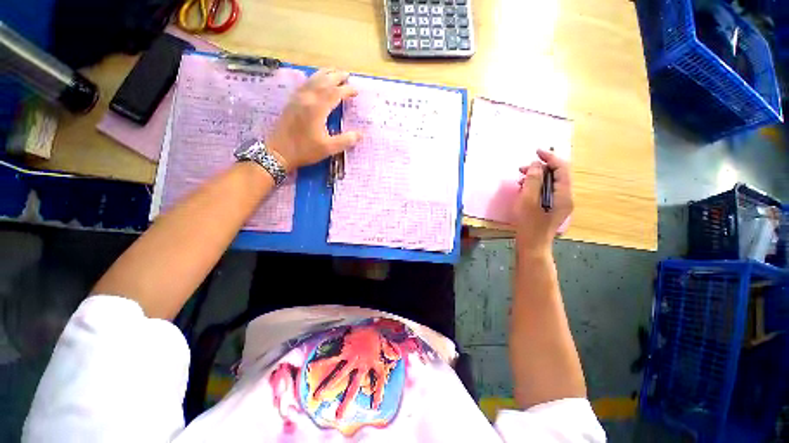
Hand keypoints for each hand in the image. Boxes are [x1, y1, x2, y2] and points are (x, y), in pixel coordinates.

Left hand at [266, 69, 362, 172]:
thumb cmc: (305, 150)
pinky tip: (315, 80)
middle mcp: (307, 99)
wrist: (279, 152)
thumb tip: (361, 134)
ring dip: (324, 74)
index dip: (347, 90)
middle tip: (347, 75)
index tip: (356, 91)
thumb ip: (346, 140)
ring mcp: (298, 99)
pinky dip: (313, 79)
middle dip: (336, 76)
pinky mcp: (292, 102)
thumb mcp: (329, 148)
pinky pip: (304, 85)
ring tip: (333, 71)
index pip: (335, 93)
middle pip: (323, 81)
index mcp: (317, 108)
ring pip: (312, 80)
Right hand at [306, 327, 400, 419]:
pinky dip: (322, 361)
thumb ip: (390, 349)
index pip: (379, 379)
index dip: (378, 392)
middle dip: (346, 401)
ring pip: (340, 374)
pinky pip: (332, 357)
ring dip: (328, 386)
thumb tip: (398, 355)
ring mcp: (352, 357)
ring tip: (317, 396)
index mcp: (374, 361)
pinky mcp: (345, 349)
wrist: (369, 319)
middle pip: (355, 385)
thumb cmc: (376, 330)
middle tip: (338, 416)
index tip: (375, 407)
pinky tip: (311, 366)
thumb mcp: (385, 340)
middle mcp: (362, 363)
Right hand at [513, 149, 572, 254]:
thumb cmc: (529, 225)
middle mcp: (565, 197)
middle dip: (540, 168)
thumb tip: (537, 165)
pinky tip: (524, 189)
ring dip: (536, 177)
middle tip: (522, 169)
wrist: (532, 246)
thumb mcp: (528, 201)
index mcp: (563, 195)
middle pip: (557, 175)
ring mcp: (559, 203)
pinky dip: (536, 186)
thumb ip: (533, 181)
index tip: (536, 151)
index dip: (550, 158)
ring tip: (520, 179)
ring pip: (550, 183)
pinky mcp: (552, 208)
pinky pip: (546, 191)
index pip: (561, 169)